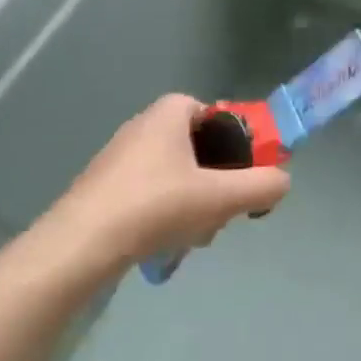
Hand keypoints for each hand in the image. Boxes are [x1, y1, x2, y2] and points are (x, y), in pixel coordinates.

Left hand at [31, 94, 290, 278]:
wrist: (78, 247)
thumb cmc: (154, 206)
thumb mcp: (220, 197)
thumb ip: (261, 186)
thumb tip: (282, 182)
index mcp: (169, 113)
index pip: (216, 114)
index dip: (235, 142)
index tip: (242, 173)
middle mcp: (143, 125)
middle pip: (198, 148)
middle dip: (216, 180)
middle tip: (222, 211)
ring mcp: (119, 158)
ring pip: (176, 174)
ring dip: (194, 202)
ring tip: (195, 235)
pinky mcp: (103, 188)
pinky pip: (151, 192)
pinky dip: (166, 213)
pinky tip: (167, 242)